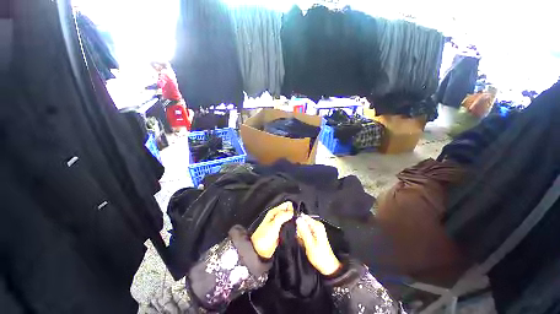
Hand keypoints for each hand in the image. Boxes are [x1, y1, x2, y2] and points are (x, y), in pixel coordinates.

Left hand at [251, 202, 293, 258]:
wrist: (259, 252)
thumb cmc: (263, 238)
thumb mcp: (274, 224)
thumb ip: (283, 216)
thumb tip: (292, 211)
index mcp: (274, 212)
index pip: (287, 204)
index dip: (293, 208)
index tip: (297, 215)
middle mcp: (277, 216)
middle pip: (289, 212)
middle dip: (294, 215)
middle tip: (299, 221)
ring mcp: (279, 224)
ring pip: (290, 219)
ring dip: (294, 222)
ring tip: (298, 226)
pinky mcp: (281, 232)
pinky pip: (289, 227)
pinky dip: (292, 228)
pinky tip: (296, 231)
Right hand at [296, 214, 341, 275]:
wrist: (327, 266)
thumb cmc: (319, 256)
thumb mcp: (309, 244)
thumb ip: (303, 231)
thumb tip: (298, 219)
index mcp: (317, 225)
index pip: (303, 217)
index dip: (298, 223)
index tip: (297, 231)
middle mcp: (317, 225)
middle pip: (303, 222)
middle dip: (300, 230)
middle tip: (302, 239)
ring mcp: (316, 230)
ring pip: (303, 228)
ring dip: (301, 235)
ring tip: (304, 243)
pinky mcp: (315, 234)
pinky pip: (305, 232)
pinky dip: (303, 237)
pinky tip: (305, 243)